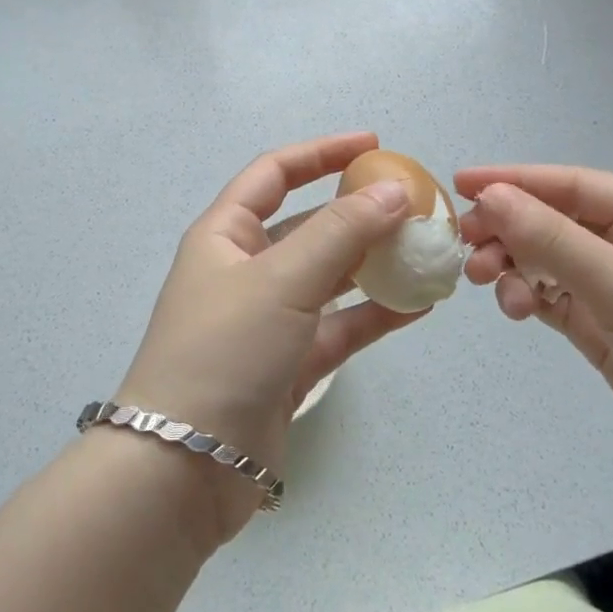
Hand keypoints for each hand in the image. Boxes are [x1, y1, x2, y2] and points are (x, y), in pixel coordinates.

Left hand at [114, 133, 422, 542]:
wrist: (185, 467)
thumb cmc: (225, 350)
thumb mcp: (282, 280)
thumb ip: (341, 232)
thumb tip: (394, 190)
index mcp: (226, 234)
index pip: (275, 173)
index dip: (321, 153)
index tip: (373, 145)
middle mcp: (246, 269)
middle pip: (309, 224)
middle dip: (359, 212)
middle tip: (413, 205)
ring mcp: (269, 318)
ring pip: (330, 277)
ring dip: (375, 263)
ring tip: (427, 251)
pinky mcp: (290, 364)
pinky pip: (340, 326)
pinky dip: (376, 313)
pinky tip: (420, 305)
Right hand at [454, 165, 612, 517]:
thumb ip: (554, 240)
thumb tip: (490, 197)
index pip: (573, 185)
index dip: (515, 180)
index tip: (460, 183)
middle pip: (554, 221)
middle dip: (509, 229)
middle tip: (466, 244)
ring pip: (548, 260)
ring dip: (513, 265)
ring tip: (487, 283)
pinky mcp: (605, 329)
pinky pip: (553, 297)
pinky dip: (527, 296)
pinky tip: (514, 308)